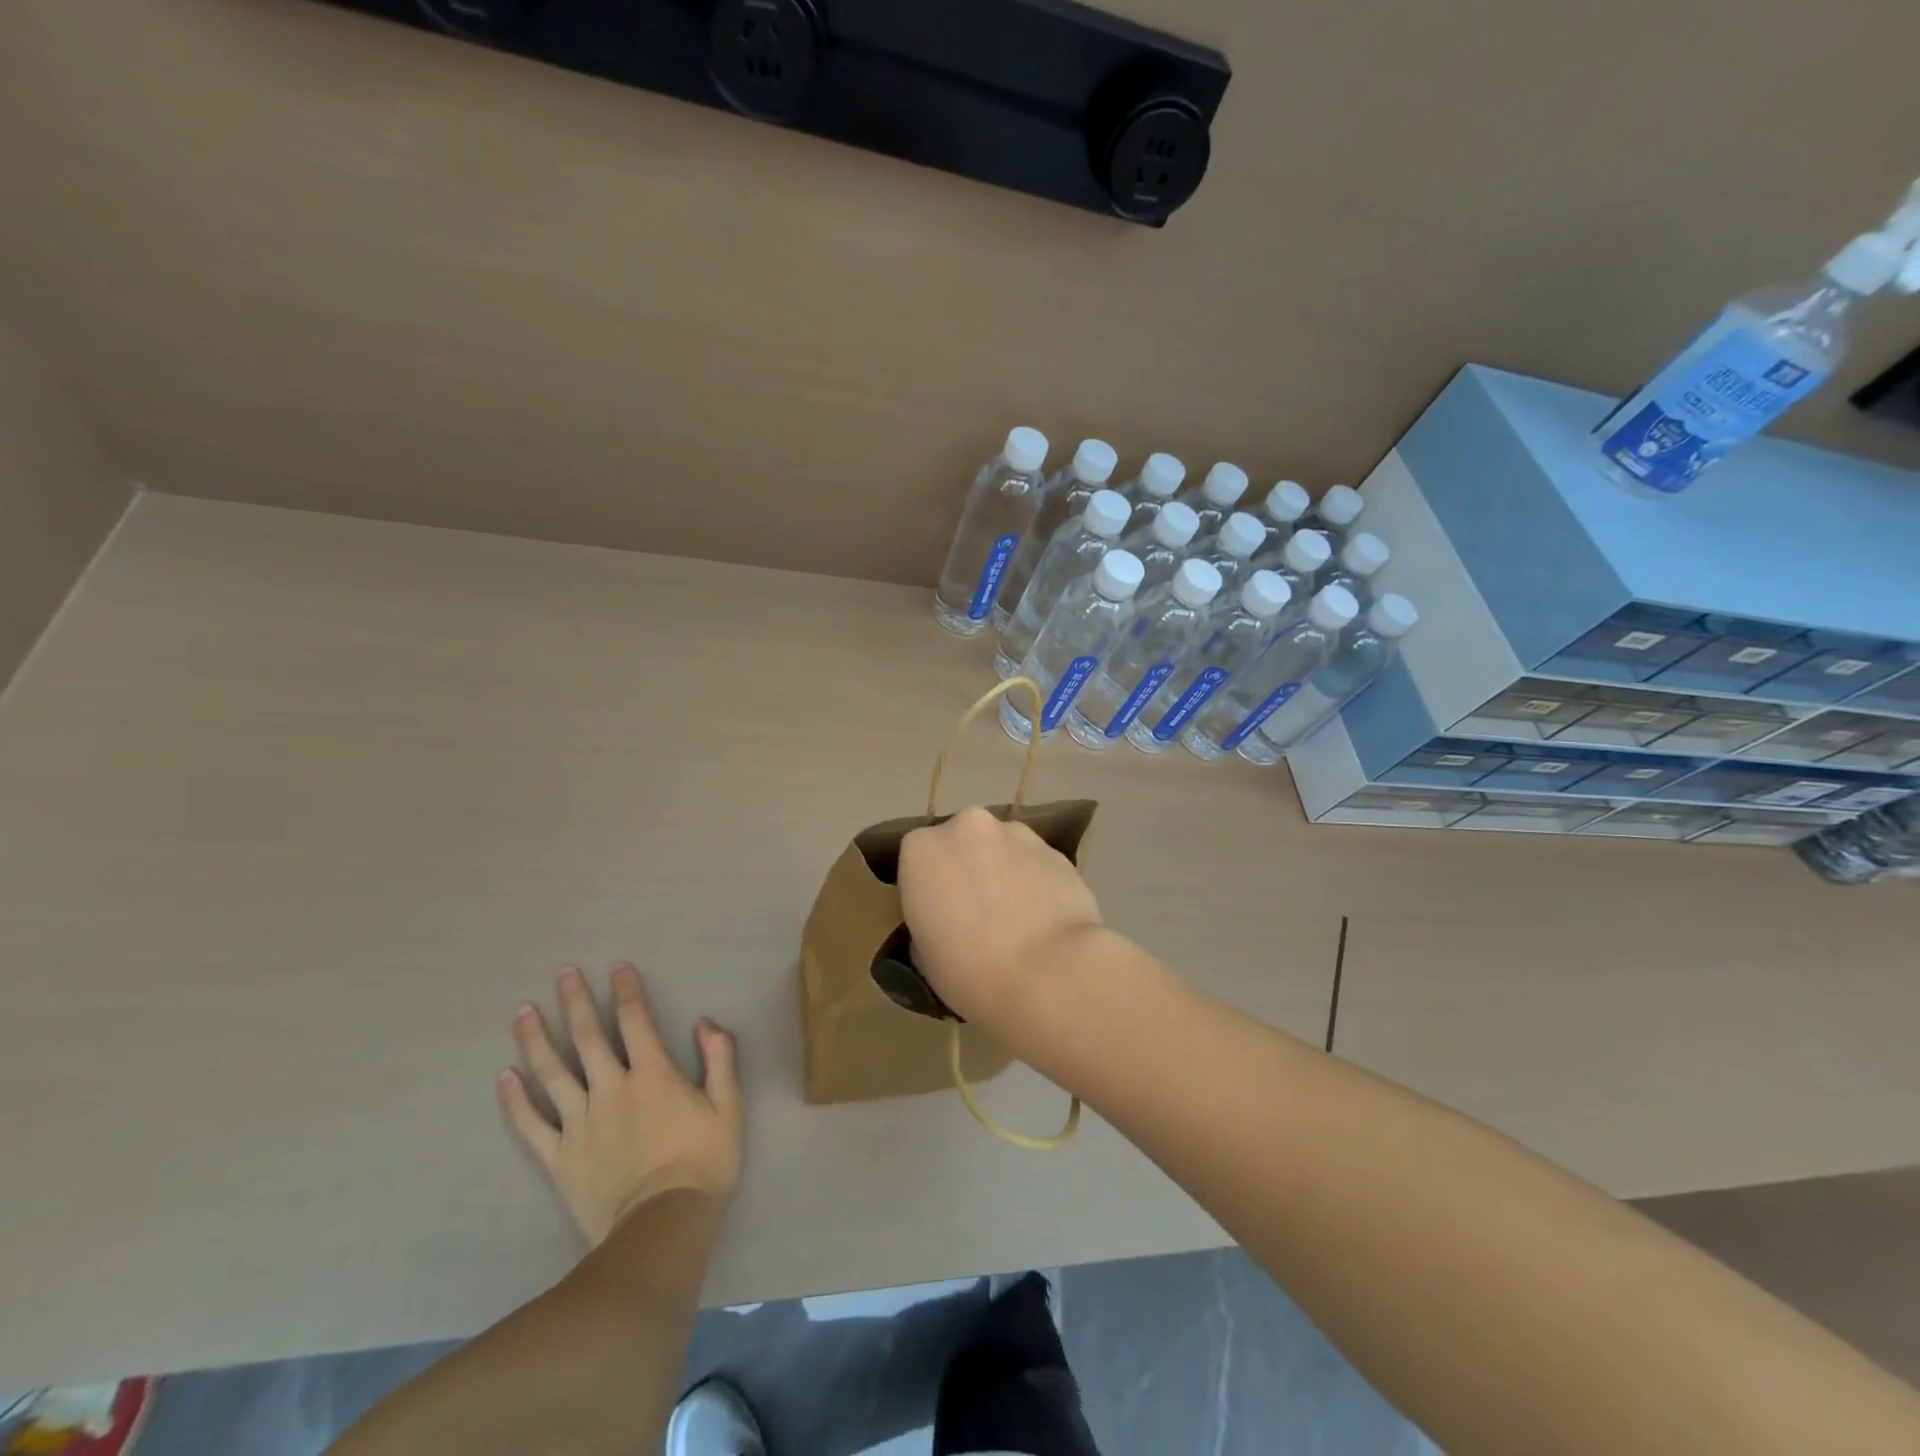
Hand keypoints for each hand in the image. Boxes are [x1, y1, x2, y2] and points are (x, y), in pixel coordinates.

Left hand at [500, 963, 741, 1245]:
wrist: (662, 1225)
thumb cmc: (703, 1161)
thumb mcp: (728, 1106)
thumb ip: (720, 1059)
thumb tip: (704, 1022)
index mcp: (653, 1074)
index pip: (636, 1020)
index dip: (626, 990)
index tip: (616, 967)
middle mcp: (611, 1088)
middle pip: (587, 1037)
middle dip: (574, 1001)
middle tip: (562, 973)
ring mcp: (580, 1122)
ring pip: (552, 1073)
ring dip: (536, 1039)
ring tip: (523, 1013)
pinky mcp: (559, 1157)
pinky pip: (531, 1125)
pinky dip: (515, 1100)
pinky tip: (504, 1077)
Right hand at [897, 805, 1104, 1030]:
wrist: (1049, 972)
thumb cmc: (971, 970)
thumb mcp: (924, 956)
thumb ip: (929, 922)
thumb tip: (946, 922)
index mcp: (921, 849)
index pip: (916, 860)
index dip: (928, 888)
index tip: (938, 917)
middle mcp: (966, 827)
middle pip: (961, 843)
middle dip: (967, 868)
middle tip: (976, 913)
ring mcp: (1015, 833)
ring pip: (1001, 848)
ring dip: (1003, 871)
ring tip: (1016, 917)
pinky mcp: (1055, 850)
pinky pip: (1035, 863)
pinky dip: (1035, 881)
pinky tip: (1044, 918)